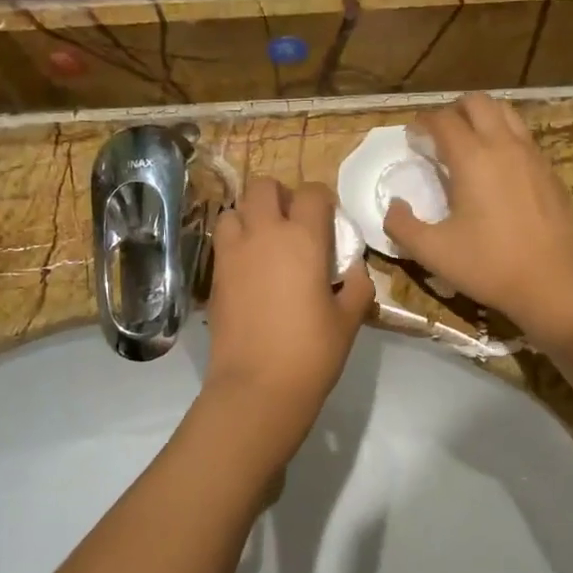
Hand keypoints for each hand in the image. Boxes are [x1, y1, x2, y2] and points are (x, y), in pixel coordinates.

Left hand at [203, 178, 372, 448]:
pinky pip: (222, 240)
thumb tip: (355, 270)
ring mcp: (233, 253)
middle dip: (280, 195)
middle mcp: (264, 234)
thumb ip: (358, 285)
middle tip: (293, 222)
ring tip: (265, 240)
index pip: (312, 193)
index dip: (323, 200)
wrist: (258, 386)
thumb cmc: (312, 352)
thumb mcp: (349, 319)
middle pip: (264, 186)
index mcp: (303, 238)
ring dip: (250, 215)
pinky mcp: (214, 275)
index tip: (328, 220)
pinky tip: (250, 267)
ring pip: (234, 209)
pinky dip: (235, 241)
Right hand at [384, 96, 572, 343]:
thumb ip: (402, 226)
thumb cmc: (489, 265)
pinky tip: (497, 166)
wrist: (554, 281)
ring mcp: (531, 154)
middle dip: (453, 110)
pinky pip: (523, 136)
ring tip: (469, 142)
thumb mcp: (433, 252)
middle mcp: (503, 145)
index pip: (442, 120)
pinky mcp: (549, 170)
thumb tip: (393, 206)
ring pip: (506, 112)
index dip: (422, 122)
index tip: (412, 137)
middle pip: (477, 102)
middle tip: (439, 134)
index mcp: (472, 158)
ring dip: (482, 117)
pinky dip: (504, 136)